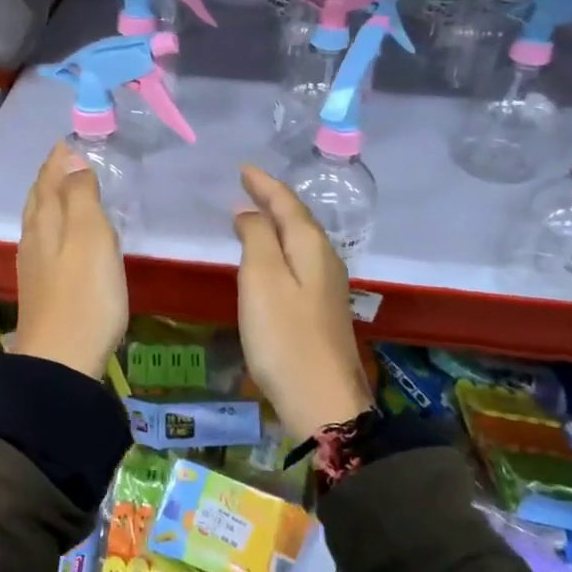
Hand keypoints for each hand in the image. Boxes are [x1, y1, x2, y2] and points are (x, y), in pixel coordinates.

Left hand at [8, 143, 127, 378]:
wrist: (61, 361)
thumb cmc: (84, 295)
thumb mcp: (91, 238)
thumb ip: (81, 196)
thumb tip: (72, 159)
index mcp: (46, 221)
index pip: (50, 177)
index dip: (60, 156)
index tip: (73, 138)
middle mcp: (34, 238)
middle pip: (39, 197)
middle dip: (51, 174)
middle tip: (68, 158)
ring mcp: (34, 265)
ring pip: (39, 220)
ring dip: (51, 199)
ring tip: (68, 189)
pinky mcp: (41, 288)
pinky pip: (45, 241)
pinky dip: (54, 225)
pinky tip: (64, 238)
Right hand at [232, 165, 372, 440]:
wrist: (323, 402)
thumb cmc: (284, 337)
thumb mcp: (261, 281)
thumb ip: (256, 238)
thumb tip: (250, 211)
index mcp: (311, 246)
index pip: (287, 203)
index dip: (264, 184)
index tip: (243, 169)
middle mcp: (326, 260)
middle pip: (299, 219)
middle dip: (274, 200)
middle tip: (248, 187)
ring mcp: (328, 287)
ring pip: (301, 241)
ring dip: (279, 224)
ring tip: (256, 215)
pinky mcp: (323, 310)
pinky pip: (301, 263)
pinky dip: (282, 249)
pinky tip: (272, 260)